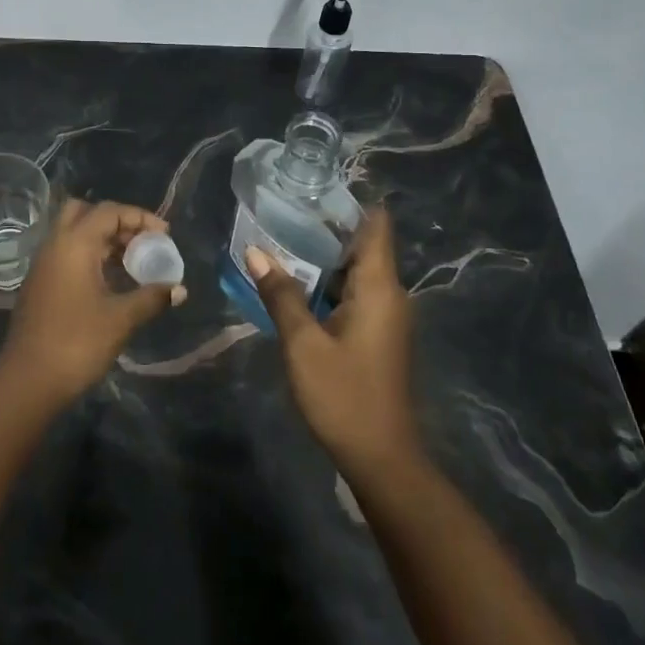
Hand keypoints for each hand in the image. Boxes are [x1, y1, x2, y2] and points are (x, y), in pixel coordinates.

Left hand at [0, 200, 185, 404]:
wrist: (29, 381)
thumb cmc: (77, 342)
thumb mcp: (121, 318)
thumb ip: (152, 297)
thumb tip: (179, 289)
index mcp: (73, 244)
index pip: (108, 211)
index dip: (139, 217)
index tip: (165, 234)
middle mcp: (54, 245)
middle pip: (85, 213)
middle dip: (116, 222)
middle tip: (141, 242)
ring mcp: (43, 265)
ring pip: (74, 234)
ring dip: (103, 240)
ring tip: (133, 263)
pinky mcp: (40, 284)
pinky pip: (67, 254)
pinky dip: (90, 256)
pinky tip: (111, 282)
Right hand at [245, 208, 419, 474]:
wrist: (381, 458)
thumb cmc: (344, 396)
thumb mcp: (303, 344)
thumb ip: (280, 294)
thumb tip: (255, 251)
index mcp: (380, 288)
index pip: (376, 226)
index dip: (350, 203)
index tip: (315, 186)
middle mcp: (390, 295)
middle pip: (362, 246)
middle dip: (324, 228)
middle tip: (281, 210)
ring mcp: (385, 317)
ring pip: (354, 273)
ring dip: (322, 259)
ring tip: (279, 239)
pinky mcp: (376, 335)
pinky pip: (352, 295)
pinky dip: (326, 285)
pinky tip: (293, 285)